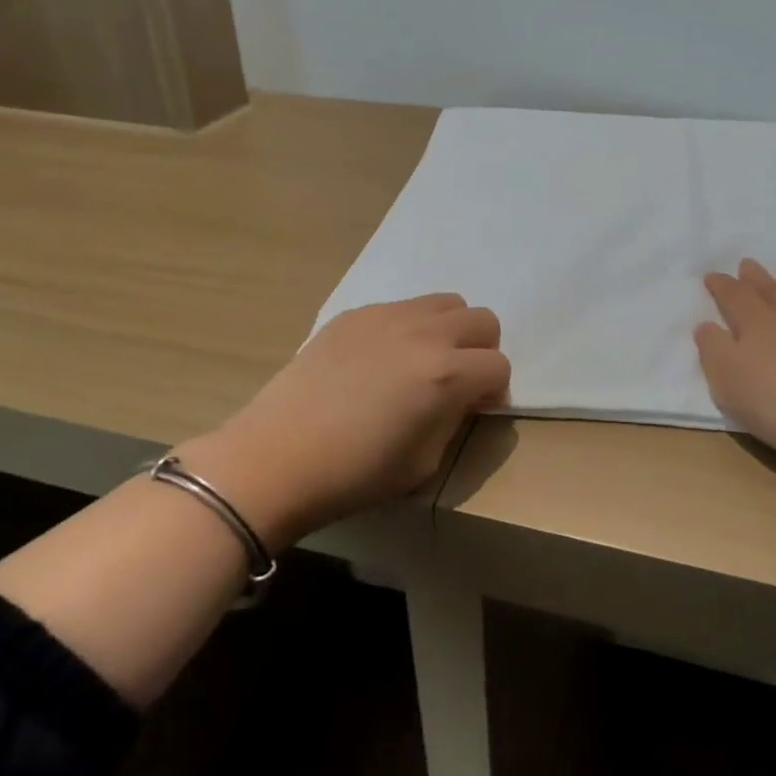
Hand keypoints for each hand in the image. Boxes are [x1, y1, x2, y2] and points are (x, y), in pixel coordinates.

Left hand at [175, 294, 509, 547]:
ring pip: (445, 303)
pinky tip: (380, 361)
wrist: (276, 457)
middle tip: (457, 381)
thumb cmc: (354, 473)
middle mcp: (424, 333)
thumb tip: (461, 399)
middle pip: (482, 320)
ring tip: (422, 363)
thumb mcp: (424, 462)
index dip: (494, 391)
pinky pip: (401, 308)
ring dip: (449, 331)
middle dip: (480, 351)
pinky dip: (408, 328)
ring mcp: (386, 316)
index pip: (499, 366)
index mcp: (446, 374)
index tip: (475, 409)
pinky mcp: (354, 315)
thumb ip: (453, 419)